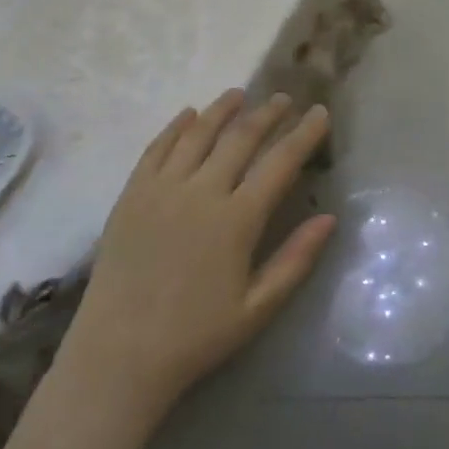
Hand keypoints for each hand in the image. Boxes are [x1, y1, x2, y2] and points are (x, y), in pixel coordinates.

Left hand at [59, 90, 335, 424]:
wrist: (119, 354)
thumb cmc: (196, 336)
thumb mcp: (257, 308)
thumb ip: (295, 260)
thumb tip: (329, 218)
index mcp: (237, 219)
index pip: (280, 163)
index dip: (303, 134)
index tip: (320, 112)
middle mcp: (201, 192)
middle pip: (240, 138)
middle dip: (266, 114)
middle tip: (282, 98)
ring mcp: (162, 188)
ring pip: (197, 133)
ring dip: (222, 110)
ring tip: (238, 94)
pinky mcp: (132, 193)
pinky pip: (157, 147)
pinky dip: (175, 126)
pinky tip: (188, 114)